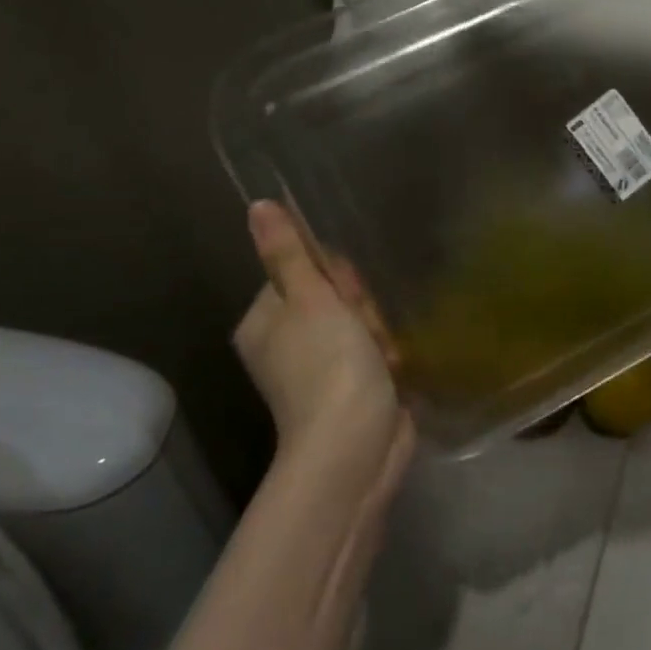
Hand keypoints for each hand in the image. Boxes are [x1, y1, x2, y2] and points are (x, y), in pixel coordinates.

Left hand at [234, 201, 412, 500]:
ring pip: (361, 322)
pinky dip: (386, 355)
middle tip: (365, 329)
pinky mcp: (352, 384)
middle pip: (336, 296)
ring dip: (379, 332)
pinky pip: (373, 349)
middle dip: (361, 308)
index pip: (305, 270)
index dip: (334, 277)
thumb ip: (289, 254)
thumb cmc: (329, 366)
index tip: (347, 295)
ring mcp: (321, 366)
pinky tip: (392, 368)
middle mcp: (287, 341)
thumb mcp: (310, 301)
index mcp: (265, 320)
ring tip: (382, 354)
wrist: (355, 444)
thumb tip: (258, 205)